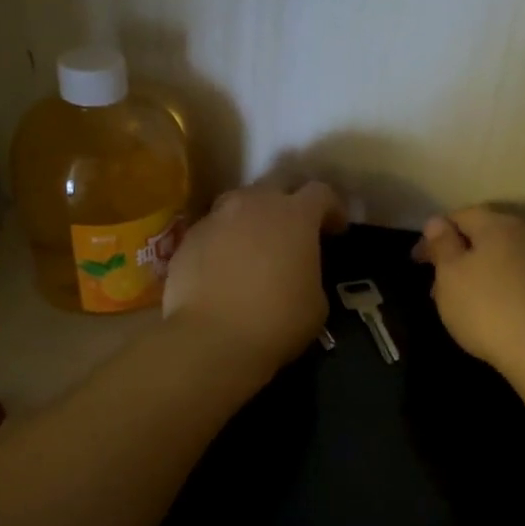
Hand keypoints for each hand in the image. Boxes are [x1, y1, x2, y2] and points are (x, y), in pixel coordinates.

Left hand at [163, 182, 346, 376]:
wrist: (212, 339)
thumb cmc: (277, 321)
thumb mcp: (316, 302)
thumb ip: (311, 273)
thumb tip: (299, 272)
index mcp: (296, 215)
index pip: (321, 193)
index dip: (332, 208)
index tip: (336, 229)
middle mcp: (255, 204)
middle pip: (277, 186)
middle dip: (290, 202)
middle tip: (294, 231)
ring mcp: (217, 217)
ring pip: (239, 202)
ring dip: (253, 216)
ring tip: (255, 244)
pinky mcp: (188, 238)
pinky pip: (213, 229)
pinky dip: (224, 240)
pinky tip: (224, 266)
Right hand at [412, 207, 524, 380]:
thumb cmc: (487, 308)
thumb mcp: (450, 275)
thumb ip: (442, 245)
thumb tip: (437, 222)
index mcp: (498, 225)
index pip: (461, 215)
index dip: (435, 234)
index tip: (417, 260)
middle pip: (484, 234)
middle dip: (457, 254)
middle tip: (435, 283)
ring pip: (500, 257)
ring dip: (476, 272)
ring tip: (457, 301)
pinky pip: (516, 277)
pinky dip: (496, 286)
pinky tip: (487, 310)